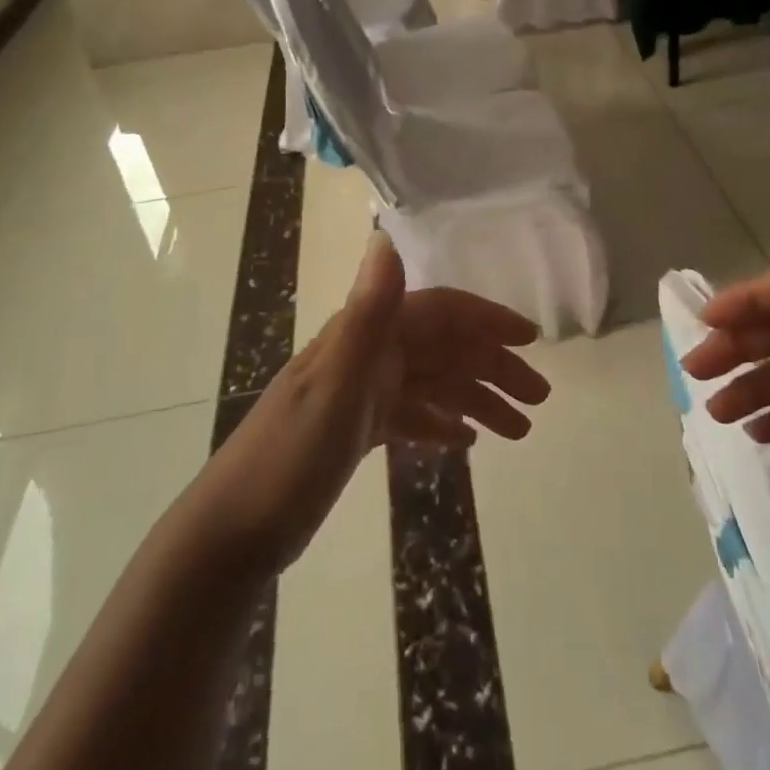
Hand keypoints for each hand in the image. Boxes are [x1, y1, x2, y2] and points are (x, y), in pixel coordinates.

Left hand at [203, 233, 545, 572]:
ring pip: (431, 385)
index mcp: (365, 336)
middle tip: (538, 401)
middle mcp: (366, 355)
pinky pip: (409, 415)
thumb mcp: (335, 384)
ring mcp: (359, 393)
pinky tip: (465, 442)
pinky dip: (439, 423)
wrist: (231, 533)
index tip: (531, 341)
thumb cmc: (289, 457)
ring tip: (518, 431)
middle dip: (492, 368)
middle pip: (442, 349)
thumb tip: (385, 236)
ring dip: (475, 400)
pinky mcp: (353, 430)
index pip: (439, 312)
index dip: (486, 320)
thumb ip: (368, 312)